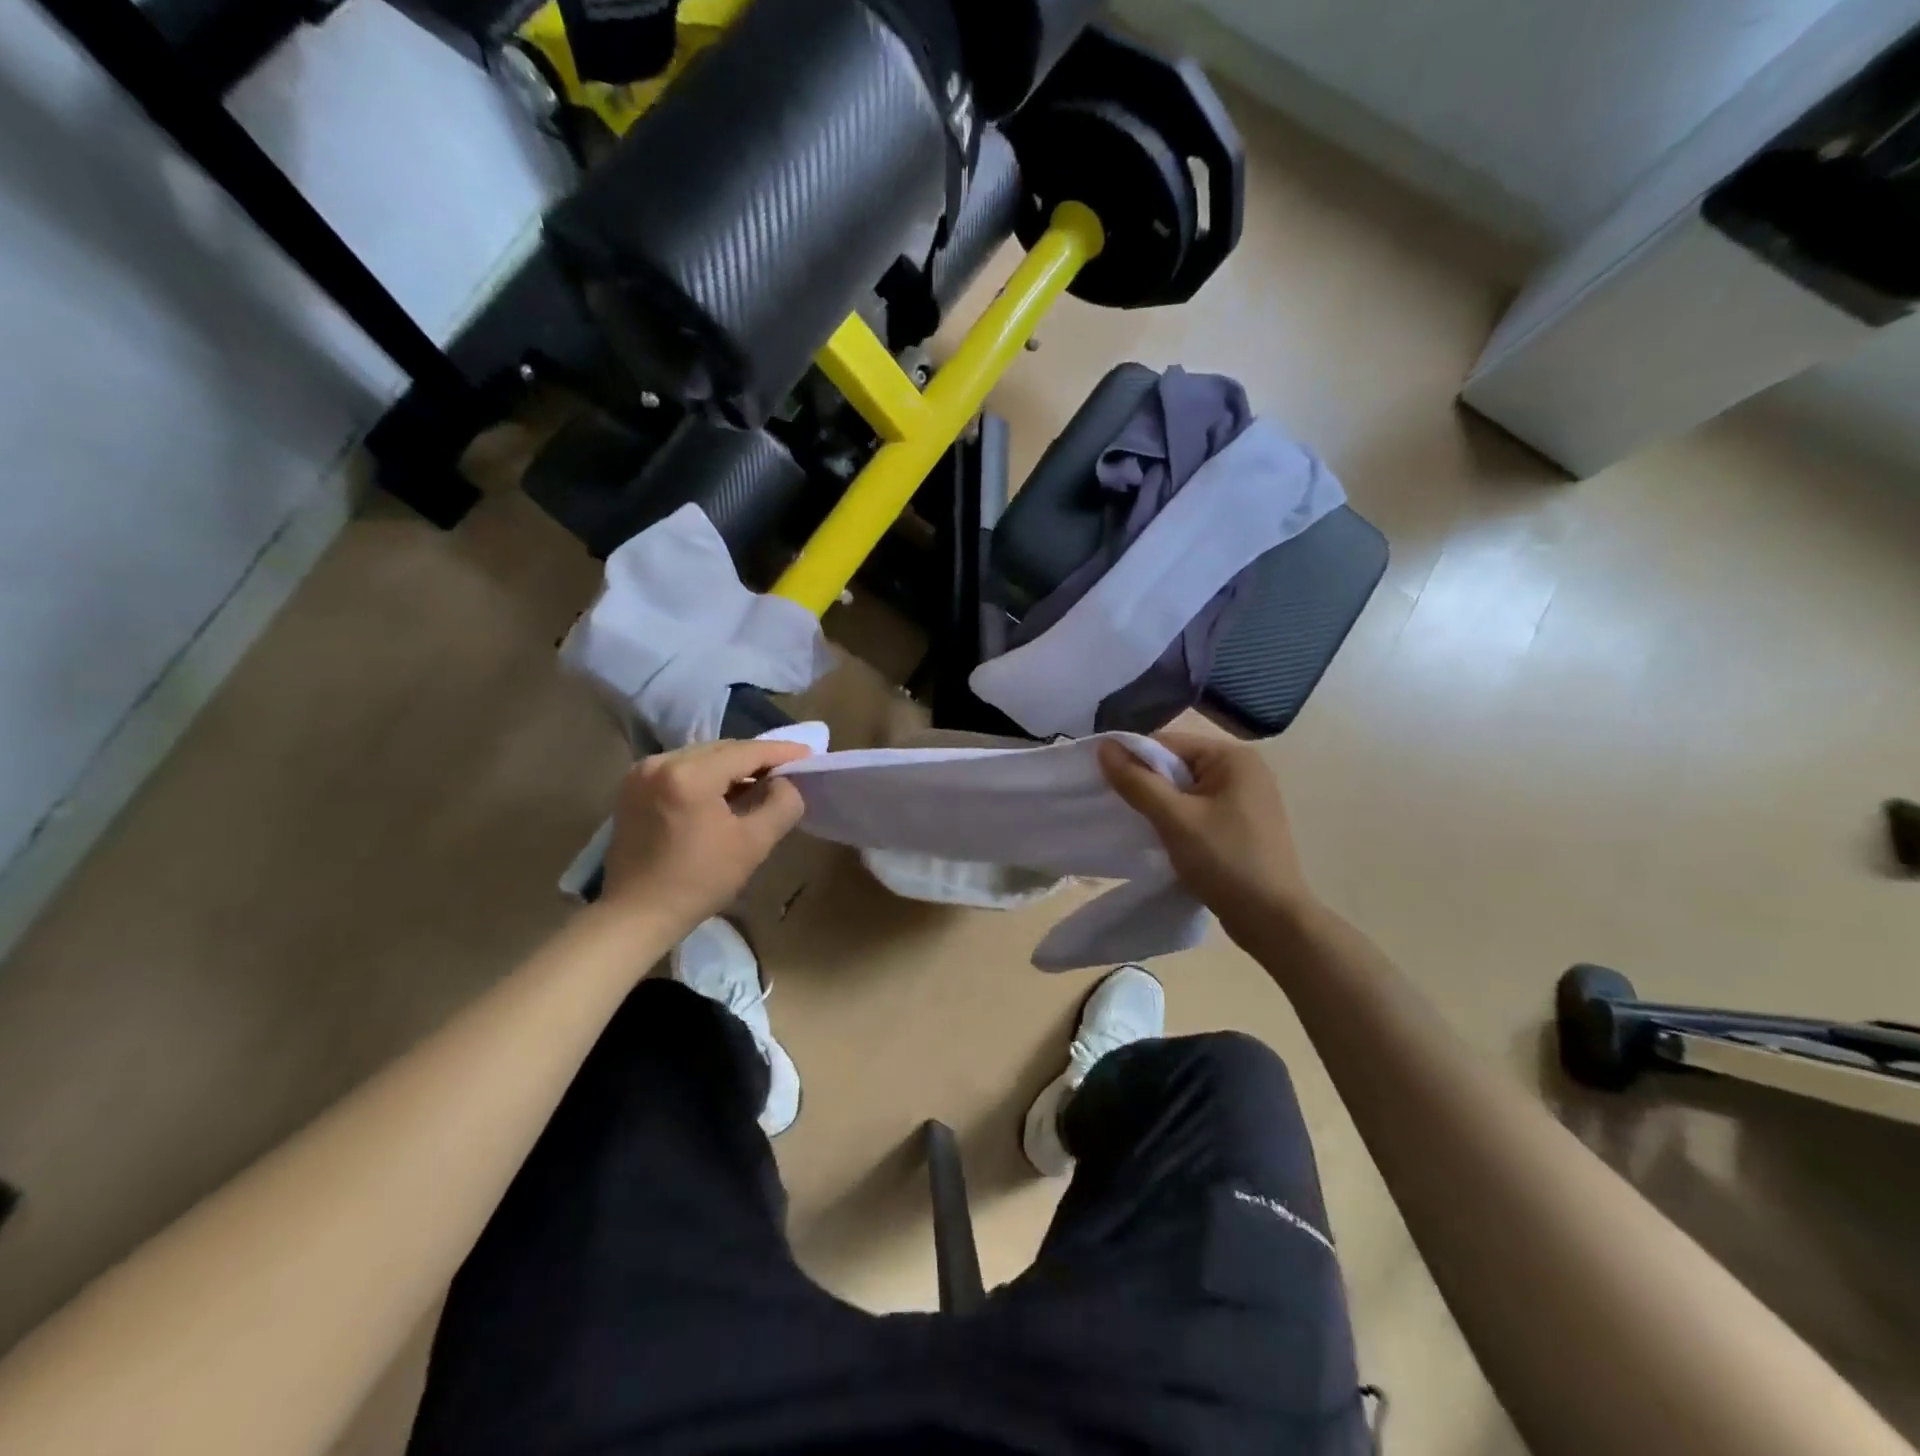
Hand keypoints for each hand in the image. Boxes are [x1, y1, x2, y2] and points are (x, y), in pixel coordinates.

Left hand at [601, 738, 811, 928]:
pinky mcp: (633, 786)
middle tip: (787, 770)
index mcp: (689, 775)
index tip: (808, 753)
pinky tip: (723, 792)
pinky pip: (681, 768)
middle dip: (756, 758)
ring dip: (731, 767)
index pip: (745, 752)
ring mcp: (641, 773)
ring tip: (759, 782)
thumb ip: (781, 805)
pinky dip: (706, 774)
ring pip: (701, 757)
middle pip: (722, 749)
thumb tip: (785, 783)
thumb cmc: (699, 882)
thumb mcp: (753, 844)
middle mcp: (661, 763)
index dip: (781, 752)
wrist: (636, 915)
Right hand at [1099, 731, 1317, 941]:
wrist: (1273, 920)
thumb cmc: (1225, 861)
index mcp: (1233, 757)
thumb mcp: (1174, 819)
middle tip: (1122, 810)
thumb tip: (1104, 747)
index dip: (1134, 761)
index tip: (1106, 786)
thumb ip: (1137, 781)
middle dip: (1148, 785)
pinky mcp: (1243, 824)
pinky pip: (1200, 809)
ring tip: (1142, 827)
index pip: (1168, 743)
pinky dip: (1179, 819)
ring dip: (1162, 805)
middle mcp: (1244, 769)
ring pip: (1186, 790)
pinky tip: (1166, 840)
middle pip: (1178, 764)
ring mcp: (1247, 798)